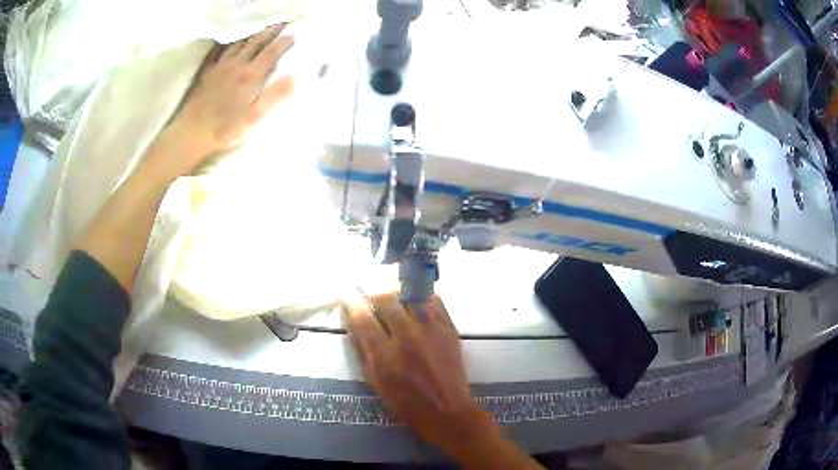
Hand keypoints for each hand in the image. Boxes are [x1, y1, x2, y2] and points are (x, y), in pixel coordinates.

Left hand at [155, 24, 296, 175]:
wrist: (192, 134)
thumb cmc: (225, 129)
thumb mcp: (255, 117)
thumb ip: (275, 96)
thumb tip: (295, 77)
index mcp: (251, 75)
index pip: (271, 52)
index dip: (284, 42)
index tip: (294, 34)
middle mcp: (237, 65)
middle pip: (256, 42)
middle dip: (270, 32)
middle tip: (281, 25)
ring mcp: (220, 67)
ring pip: (238, 44)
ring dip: (251, 35)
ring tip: (258, 31)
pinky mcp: (207, 74)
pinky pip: (218, 52)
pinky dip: (226, 44)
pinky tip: (228, 43)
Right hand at [343, 292, 495, 457]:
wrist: (447, 410)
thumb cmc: (405, 402)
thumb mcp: (374, 381)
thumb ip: (361, 349)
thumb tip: (351, 320)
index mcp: (384, 355)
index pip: (362, 316)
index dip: (350, 300)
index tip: (346, 292)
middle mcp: (407, 337)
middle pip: (384, 297)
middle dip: (369, 286)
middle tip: (363, 282)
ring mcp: (431, 329)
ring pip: (409, 292)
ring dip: (393, 284)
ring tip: (385, 281)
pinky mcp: (448, 327)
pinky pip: (432, 298)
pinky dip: (418, 291)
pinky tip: (411, 290)